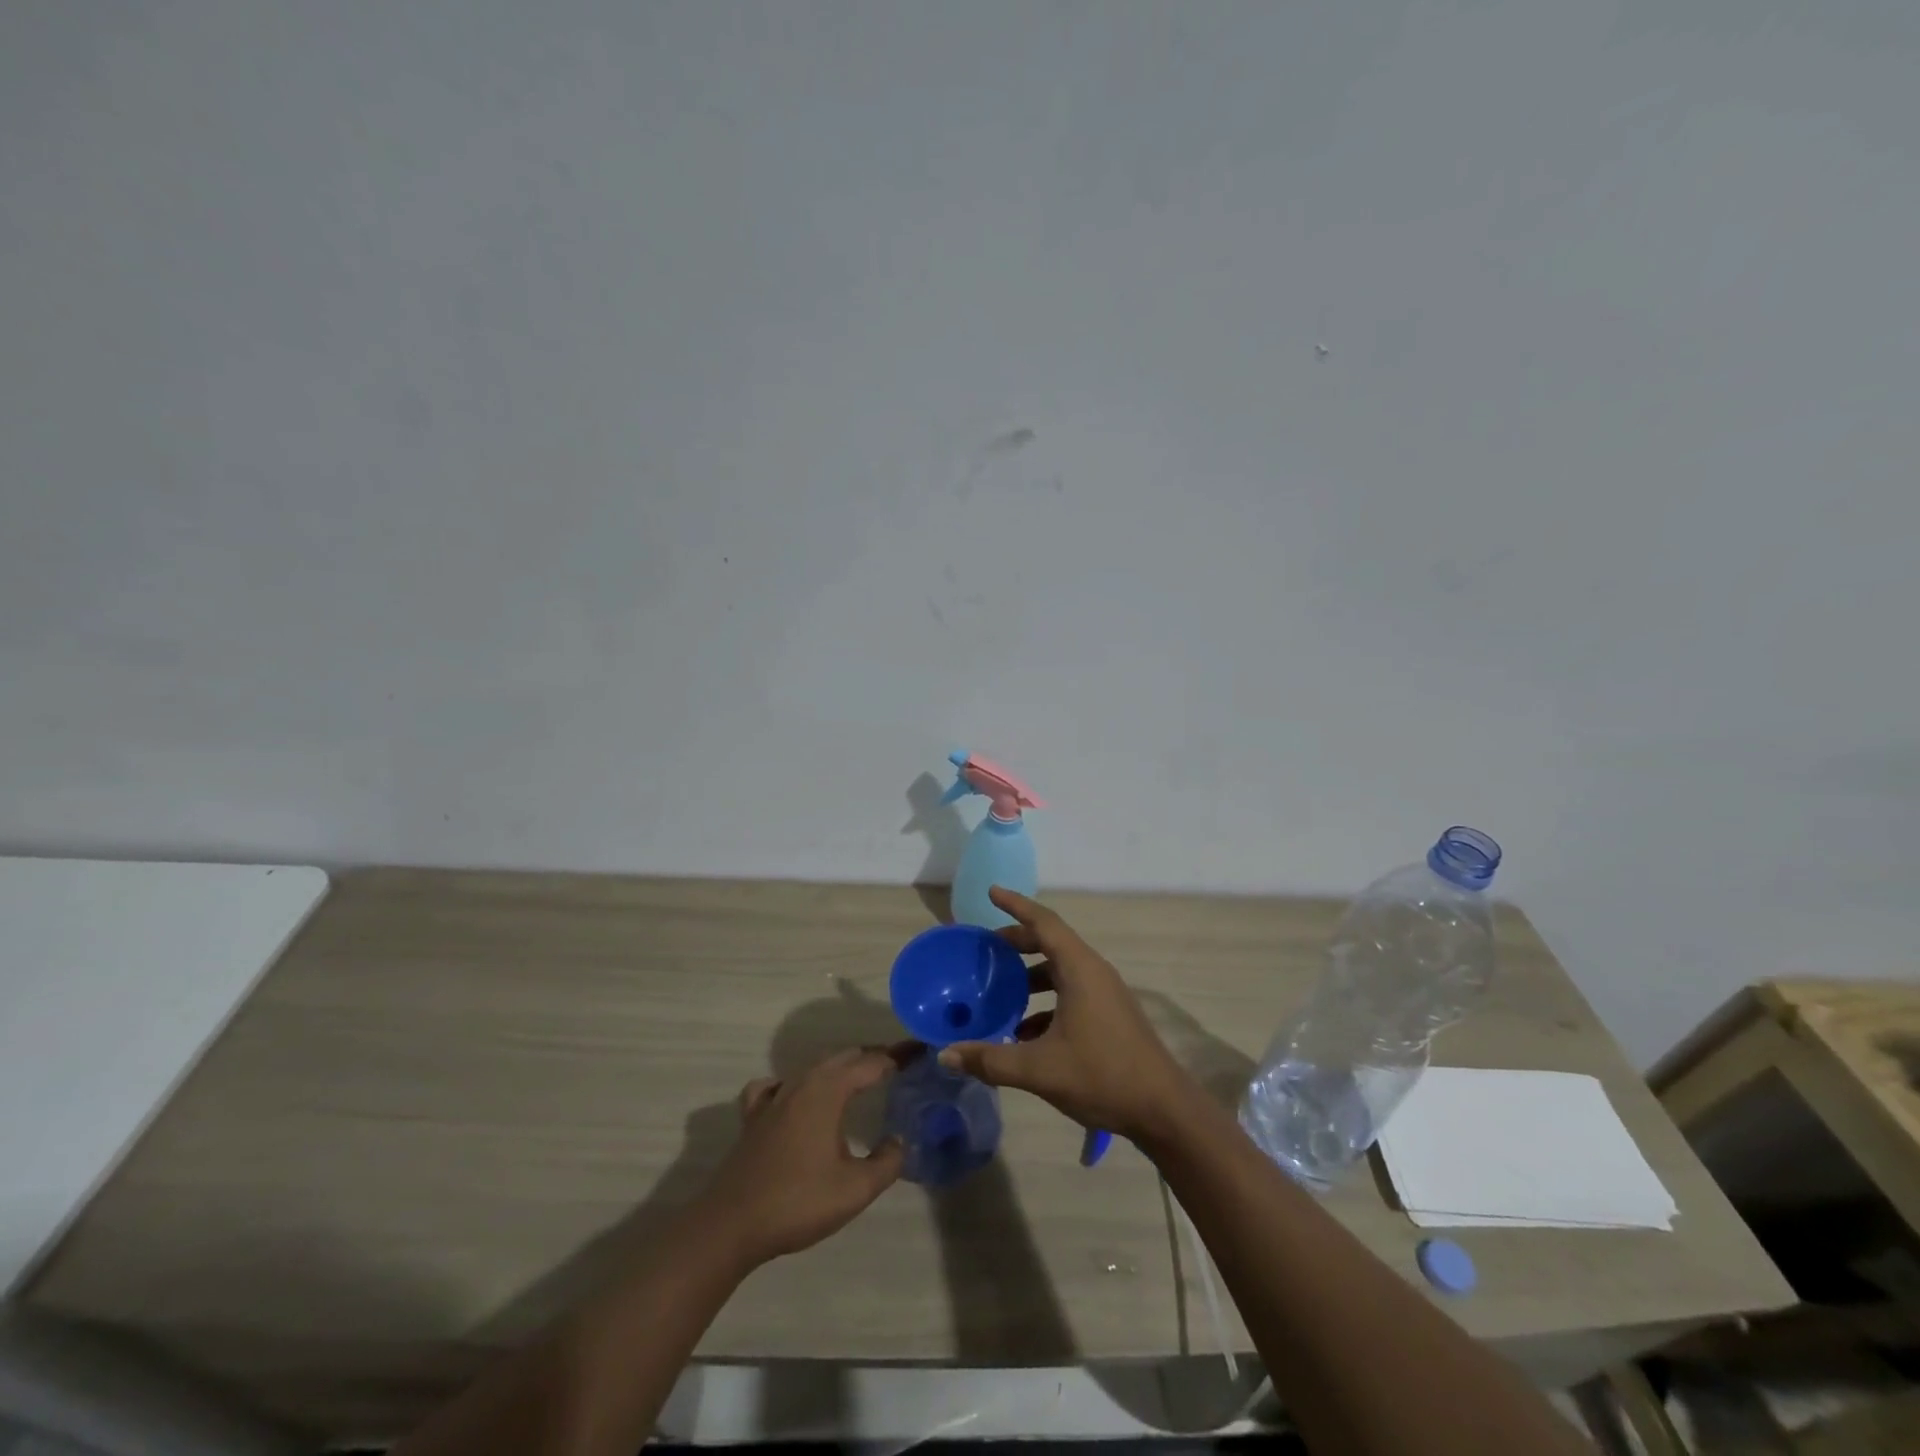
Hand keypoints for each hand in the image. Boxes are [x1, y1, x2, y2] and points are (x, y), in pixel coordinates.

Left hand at [698, 1049, 905, 1269]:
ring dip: (841, 1066)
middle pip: (844, 1056)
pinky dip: (797, 1082)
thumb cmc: (797, 1202)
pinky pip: (778, 1084)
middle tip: (899, 1066)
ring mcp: (774, 1096)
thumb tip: (899, 1141)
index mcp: (829, 1090)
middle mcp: (802, 1082)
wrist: (730, 1225)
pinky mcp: (754, 1116)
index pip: (872, 1062)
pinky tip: (798, 1096)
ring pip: (814, 1067)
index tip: (921, 1052)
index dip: (899, 1056)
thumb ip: (887, 1162)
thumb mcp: (855, 1190)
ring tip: (861, 1077)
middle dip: (873, 1057)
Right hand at [938, 887, 1191, 1142]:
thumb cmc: (1102, 1076)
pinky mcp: (1109, 1015)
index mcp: (1080, 970)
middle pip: (1051, 943)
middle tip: (986, 949)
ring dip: (1031, 976)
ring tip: (1000, 991)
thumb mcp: (1040, 1069)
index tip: (992, 891)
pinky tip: (1024, 1032)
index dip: (1016, 905)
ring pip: (1061, 971)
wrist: (1164, 1109)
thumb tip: (946, 1054)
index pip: (1044, 922)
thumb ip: (991, 1059)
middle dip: (1018, 942)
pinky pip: (1071, 993)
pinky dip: (1046, 1001)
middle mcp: (1094, 972)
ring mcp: (1105, 994)